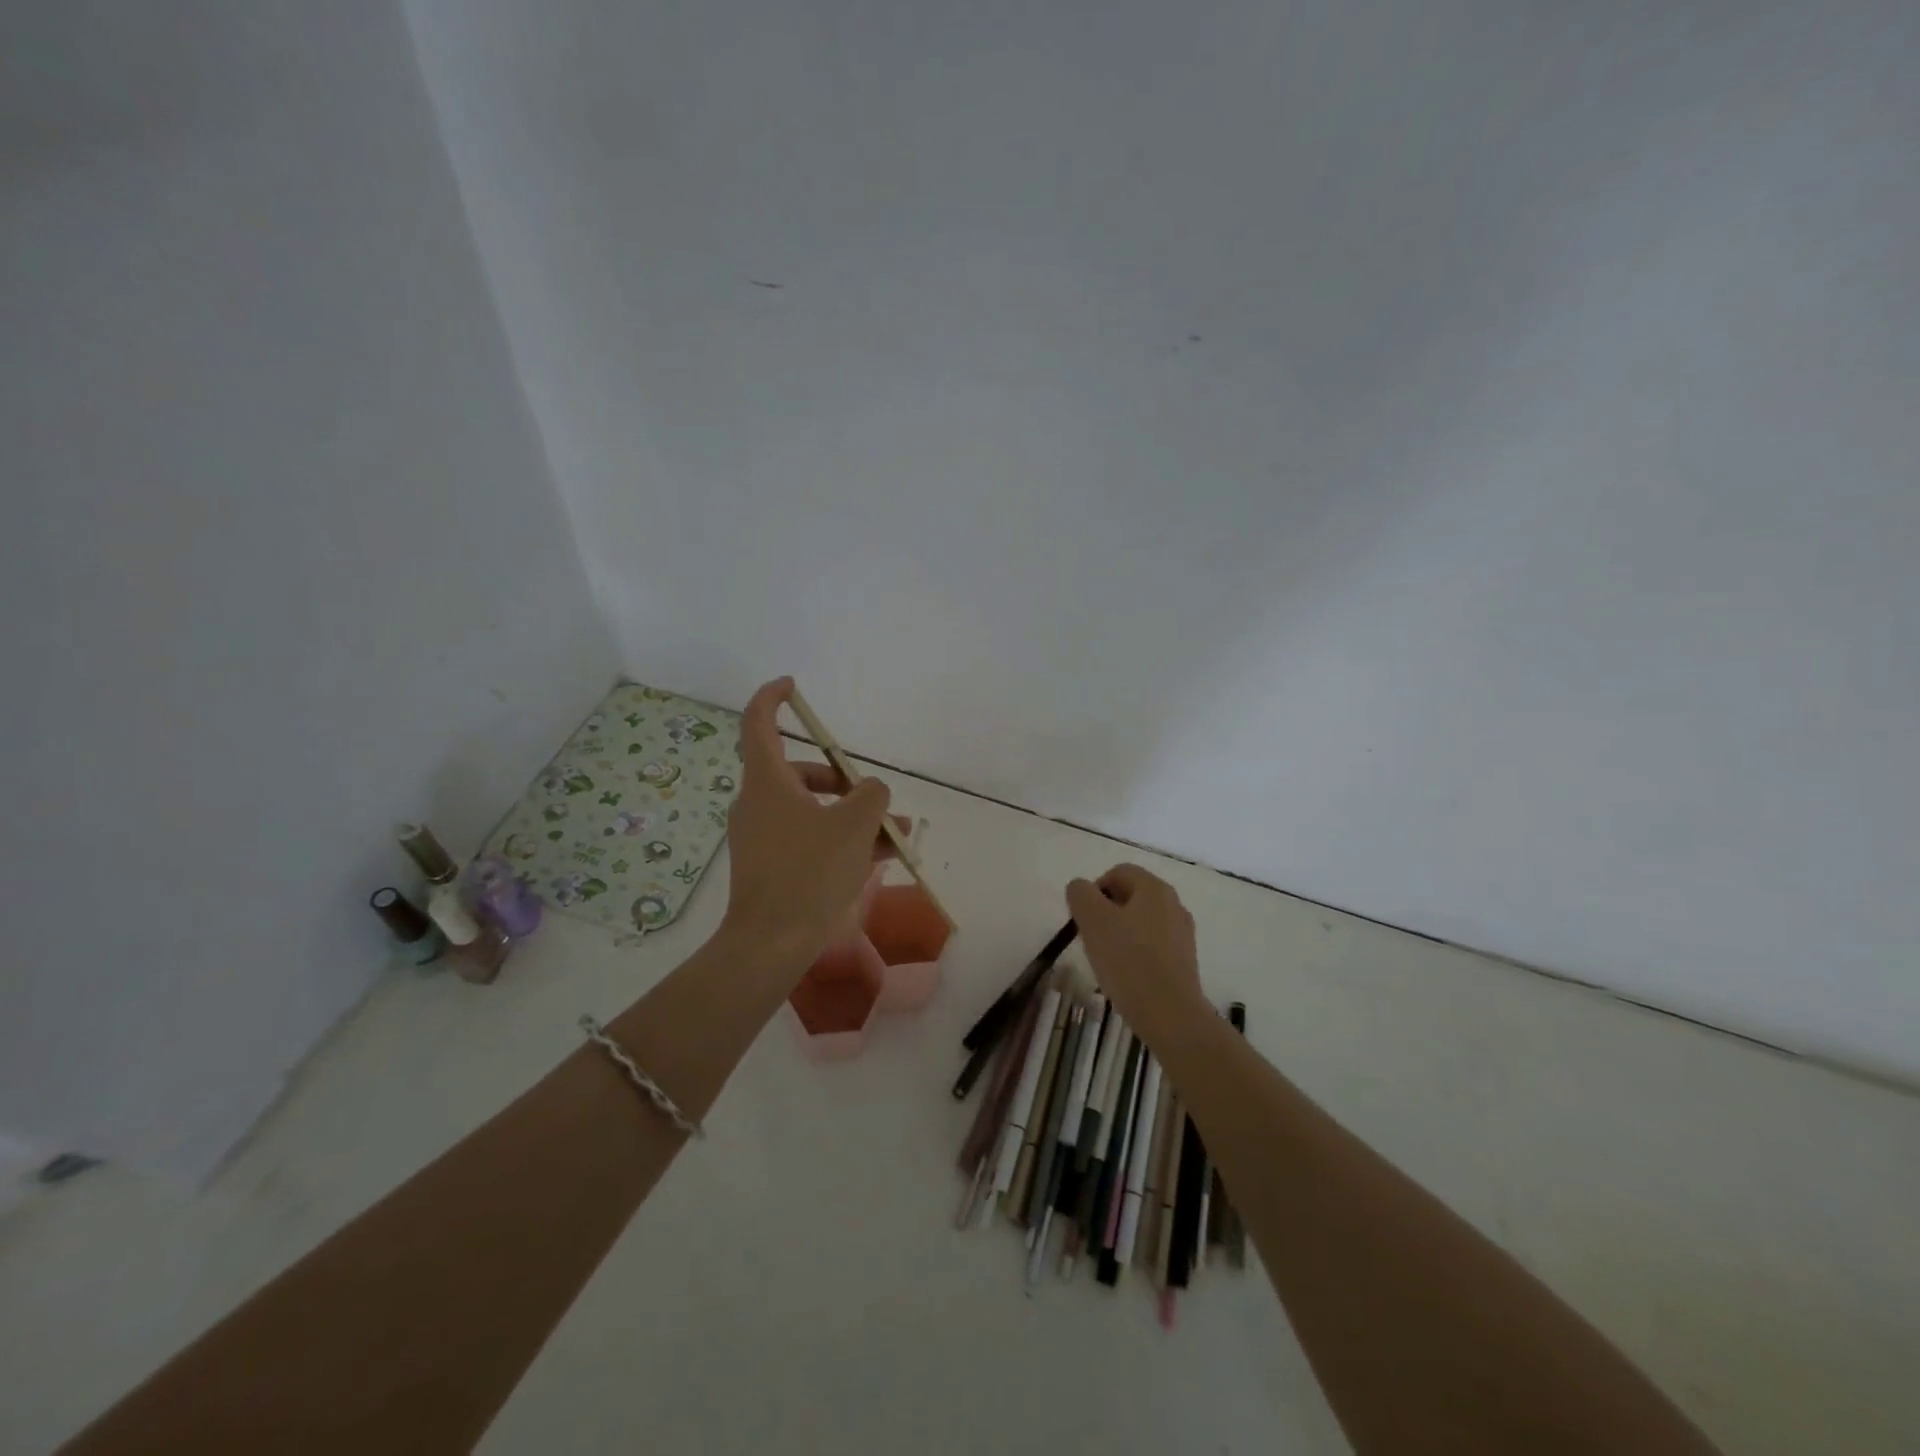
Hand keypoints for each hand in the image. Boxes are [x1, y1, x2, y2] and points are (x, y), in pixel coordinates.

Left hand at [721, 677, 907, 964]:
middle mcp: (759, 803)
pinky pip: (809, 839)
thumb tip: (872, 791)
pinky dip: (839, 840)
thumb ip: (871, 796)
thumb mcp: (854, 826)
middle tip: (874, 797)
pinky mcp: (770, 866)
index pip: (758, 724)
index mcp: (767, 782)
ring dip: (851, 816)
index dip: (772, 698)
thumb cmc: (809, 872)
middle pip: (800, 773)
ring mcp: (762, 837)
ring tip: (894, 835)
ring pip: (811, 810)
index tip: (792, 686)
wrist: (771, 943)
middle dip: (842, 780)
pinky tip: (880, 858)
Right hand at [1066, 864, 1204, 1038]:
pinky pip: (1152, 946)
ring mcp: (1182, 934)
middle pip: (1130, 897)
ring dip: (1119, 934)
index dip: (1094, 890)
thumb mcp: (1093, 921)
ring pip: (1140, 922)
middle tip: (1091, 939)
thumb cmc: (1129, 962)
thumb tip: (1081, 889)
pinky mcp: (1184, 961)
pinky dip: (1135, 954)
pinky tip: (1126, 976)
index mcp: (1154, 888)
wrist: (1171, 1016)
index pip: (1118, 872)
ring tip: (1106, 961)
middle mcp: (1173, 904)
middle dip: (1105, 913)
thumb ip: (1081, 895)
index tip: (1083, 919)